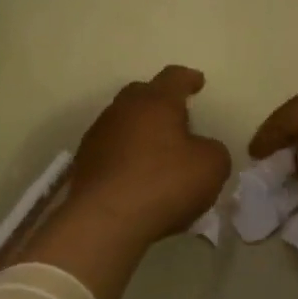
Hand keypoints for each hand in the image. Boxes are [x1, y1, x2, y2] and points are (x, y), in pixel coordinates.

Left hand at [12, 66, 229, 298]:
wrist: (105, 220)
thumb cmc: (165, 183)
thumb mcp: (212, 166)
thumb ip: (213, 150)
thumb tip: (201, 150)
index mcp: (156, 101)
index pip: (174, 77)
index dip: (188, 79)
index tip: (198, 82)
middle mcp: (123, 109)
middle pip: (142, 94)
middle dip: (160, 101)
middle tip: (176, 116)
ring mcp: (99, 135)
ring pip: (123, 121)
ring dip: (140, 130)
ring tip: (156, 150)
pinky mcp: (84, 162)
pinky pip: (111, 149)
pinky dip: (125, 155)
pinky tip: (136, 175)